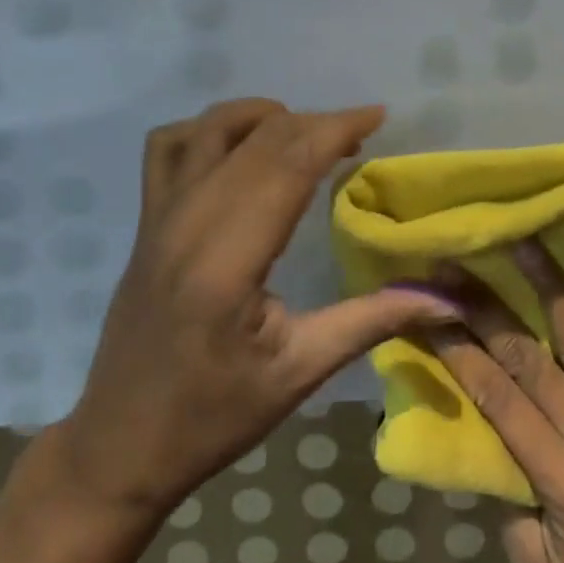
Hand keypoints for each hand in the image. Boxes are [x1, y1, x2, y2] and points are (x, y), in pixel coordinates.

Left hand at [47, 98, 459, 520]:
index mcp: (227, 261)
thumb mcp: (298, 374)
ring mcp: (160, 215)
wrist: (118, 447)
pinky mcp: (145, 218)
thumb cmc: (212, 417)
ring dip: (266, 116)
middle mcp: (188, 222)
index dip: (336, 129)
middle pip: (261, 138)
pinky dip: (209, 127)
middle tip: (357, 137)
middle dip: (316, 123)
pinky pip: (169, 144)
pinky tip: (238, 145)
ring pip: (215, 127)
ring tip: (304, 136)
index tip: (377, 115)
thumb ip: (371, 322)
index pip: (289, 164)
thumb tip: (445, 300)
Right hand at [426, 241, 563, 562]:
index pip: (498, 399)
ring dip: (549, 284)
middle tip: (453, 267)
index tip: (429, 309)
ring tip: (523, 239)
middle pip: (528, 358)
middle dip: (483, 308)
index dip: (459, 351)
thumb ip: (509, 503)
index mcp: (563, 483)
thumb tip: (486, 435)